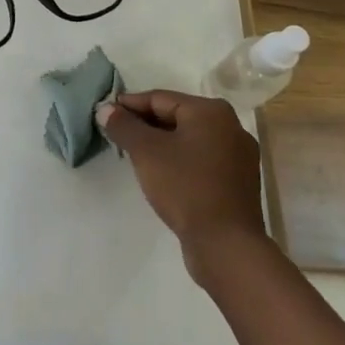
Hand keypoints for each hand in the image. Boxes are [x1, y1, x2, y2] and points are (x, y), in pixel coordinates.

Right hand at [97, 90, 269, 275]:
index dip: (129, 105)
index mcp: (211, 111)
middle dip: (145, 125)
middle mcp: (231, 126)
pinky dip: (180, 161)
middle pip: (177, 117)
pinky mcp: (239, 182)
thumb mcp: (146, 152)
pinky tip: (163, 175)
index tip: (106, 114)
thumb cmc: (185, 187)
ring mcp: (239, 156)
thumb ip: (124, 126)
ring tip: (136, 155)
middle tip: (117, 134)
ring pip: (189, 139)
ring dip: (162, 144)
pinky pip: (201, 160)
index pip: (160, 98)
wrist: (226, 245)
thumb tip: (105, 109)